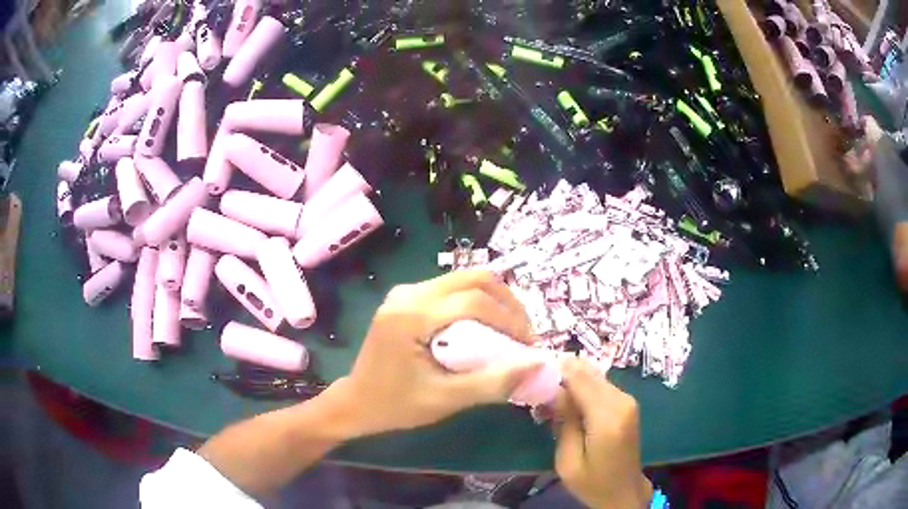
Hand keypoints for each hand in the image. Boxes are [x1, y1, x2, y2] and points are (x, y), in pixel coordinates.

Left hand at [329, 270, 543, 437]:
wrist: (356, 402)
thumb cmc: (396, 405)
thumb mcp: (446, 400)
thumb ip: (492, 382)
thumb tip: (537, 364)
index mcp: (411, 315)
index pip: (474, 301)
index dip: (509, 320)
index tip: (528, 346)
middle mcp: (407, 294)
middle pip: (473, 278)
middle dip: (506, 302)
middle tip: (522, 333)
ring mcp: (404, 292)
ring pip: (463, 279)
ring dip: (493, 301)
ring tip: (508, 331)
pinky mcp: (405, 298)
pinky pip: (450, 289)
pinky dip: (475, 303)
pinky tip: (483, 328)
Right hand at [554, 358, 651, 508]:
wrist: (624, 491)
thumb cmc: (592, 482)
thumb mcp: (567, 461)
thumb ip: (564, 423)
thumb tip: (555, 392)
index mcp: (607, 419)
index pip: (580, 380)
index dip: (557, 370)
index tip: (534, 369)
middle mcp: (622, 402)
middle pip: (589, 373)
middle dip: (564, 372)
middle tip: (539, 380)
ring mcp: (628, 400)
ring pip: (595, 376)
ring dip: (573, 378)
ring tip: (551, 390)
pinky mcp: (628, 403)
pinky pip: (602, 385)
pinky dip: (584, 385)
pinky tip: (569, 397)